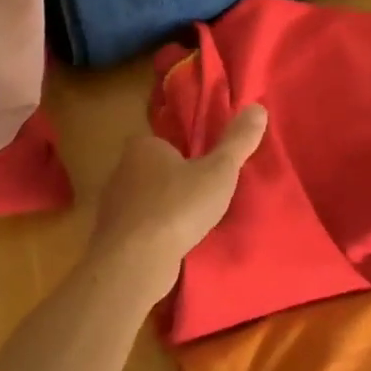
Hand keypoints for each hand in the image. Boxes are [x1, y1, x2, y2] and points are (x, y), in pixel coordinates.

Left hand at [87, 104, 268, 305]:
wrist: (135, 262)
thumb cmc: (177, 207)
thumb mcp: (218, 171)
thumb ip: (237, 141)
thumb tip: (258, 108)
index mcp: (143, 146)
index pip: (166, 141)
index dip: (187, 153)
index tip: (207, 167)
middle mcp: (122, 170)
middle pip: (155, 171)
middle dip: (176, 182)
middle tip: (206, 196)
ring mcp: (113, 206)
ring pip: (147, 201)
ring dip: (166, 210)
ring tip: (194, 224)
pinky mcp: (113, 236)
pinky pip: (140, 228)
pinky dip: (155, 234)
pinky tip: (174, 246)